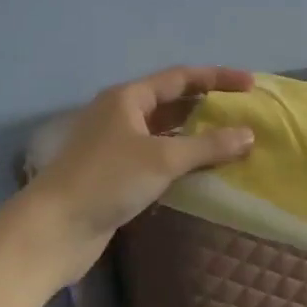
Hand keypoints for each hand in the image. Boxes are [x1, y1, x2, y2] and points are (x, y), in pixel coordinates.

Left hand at [22, 66, 255, 283]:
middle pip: (172, 103)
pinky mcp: (116, 175)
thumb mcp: (162, 159)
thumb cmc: (108, 180)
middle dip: (208, 106)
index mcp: (128, 98)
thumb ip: (208, 145)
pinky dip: (182, 160)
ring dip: (196, 136)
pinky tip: (204, 171)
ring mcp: (116, 146)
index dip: (217, 78)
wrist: (55, 228)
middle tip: (244, 114)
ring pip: (165, 133)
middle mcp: (121, 115)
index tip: (251, 85)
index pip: (180, 78)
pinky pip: (158, 158)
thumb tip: (248, 134)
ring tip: (232, 141)